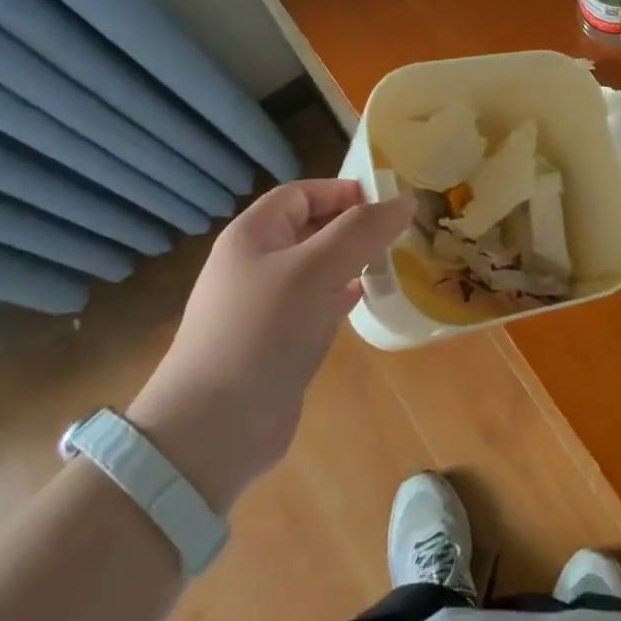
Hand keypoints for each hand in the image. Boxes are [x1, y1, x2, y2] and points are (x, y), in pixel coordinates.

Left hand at [127, 180, 412, 508]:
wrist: (214, 429)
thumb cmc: (263, 331)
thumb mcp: (317, 269)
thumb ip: (362, 230)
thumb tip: (406, 200)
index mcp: (252, 235)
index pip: (300, 194)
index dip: (341, 190)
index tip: (386, 201)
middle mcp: (255, 264)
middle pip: (309, 228)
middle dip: (352, 225)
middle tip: (398, 231)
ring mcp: (263, 305)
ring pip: (315, 267)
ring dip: (350, 260)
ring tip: (390, 260)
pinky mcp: (276, 341)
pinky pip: (314, 303)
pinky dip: (341, 295)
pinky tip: (363, 298)